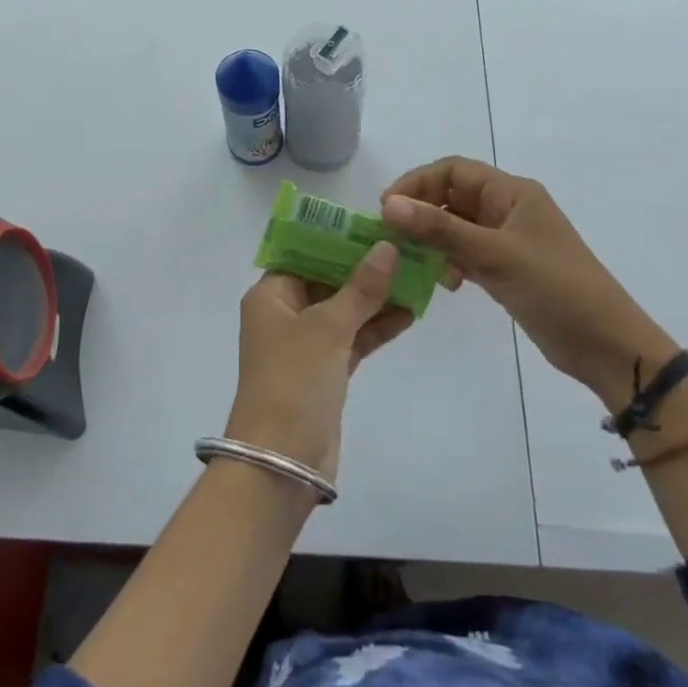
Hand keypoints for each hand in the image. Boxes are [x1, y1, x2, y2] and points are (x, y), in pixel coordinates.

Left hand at [227, 242, 412, 483]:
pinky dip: (377, 327)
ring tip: (418, 274)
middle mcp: (285, 314)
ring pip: (344, 310)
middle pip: (327, 280)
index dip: (338, 240)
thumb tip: (387, 247)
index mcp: (270, 295)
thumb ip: (361, 287)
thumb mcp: (328, 327)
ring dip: (376, 297)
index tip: (375, 226)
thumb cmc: (294, 380)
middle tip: (406, 247)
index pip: (304, 254)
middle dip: (364, 267)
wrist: (282, 460)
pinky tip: (410, 311)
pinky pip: (353, 338)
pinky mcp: (325, 371)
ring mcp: (306, 345)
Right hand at [380, 156, 675, 409]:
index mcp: (512, 193)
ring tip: (412, 261)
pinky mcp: (504, 270)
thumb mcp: (495, 254)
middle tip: (390, 238)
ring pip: (455, 227)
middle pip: (451, 197)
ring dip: (431, 239)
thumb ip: (440, 229)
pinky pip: (465, 254)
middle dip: (420, 212)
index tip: (386, 209)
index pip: (453, 171)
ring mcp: (506, 241)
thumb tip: (388, 204)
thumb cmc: (556, 288)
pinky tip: (444, 283)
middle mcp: (507, 210)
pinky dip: (448, 262)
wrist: (605, 344)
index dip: (417, 183)